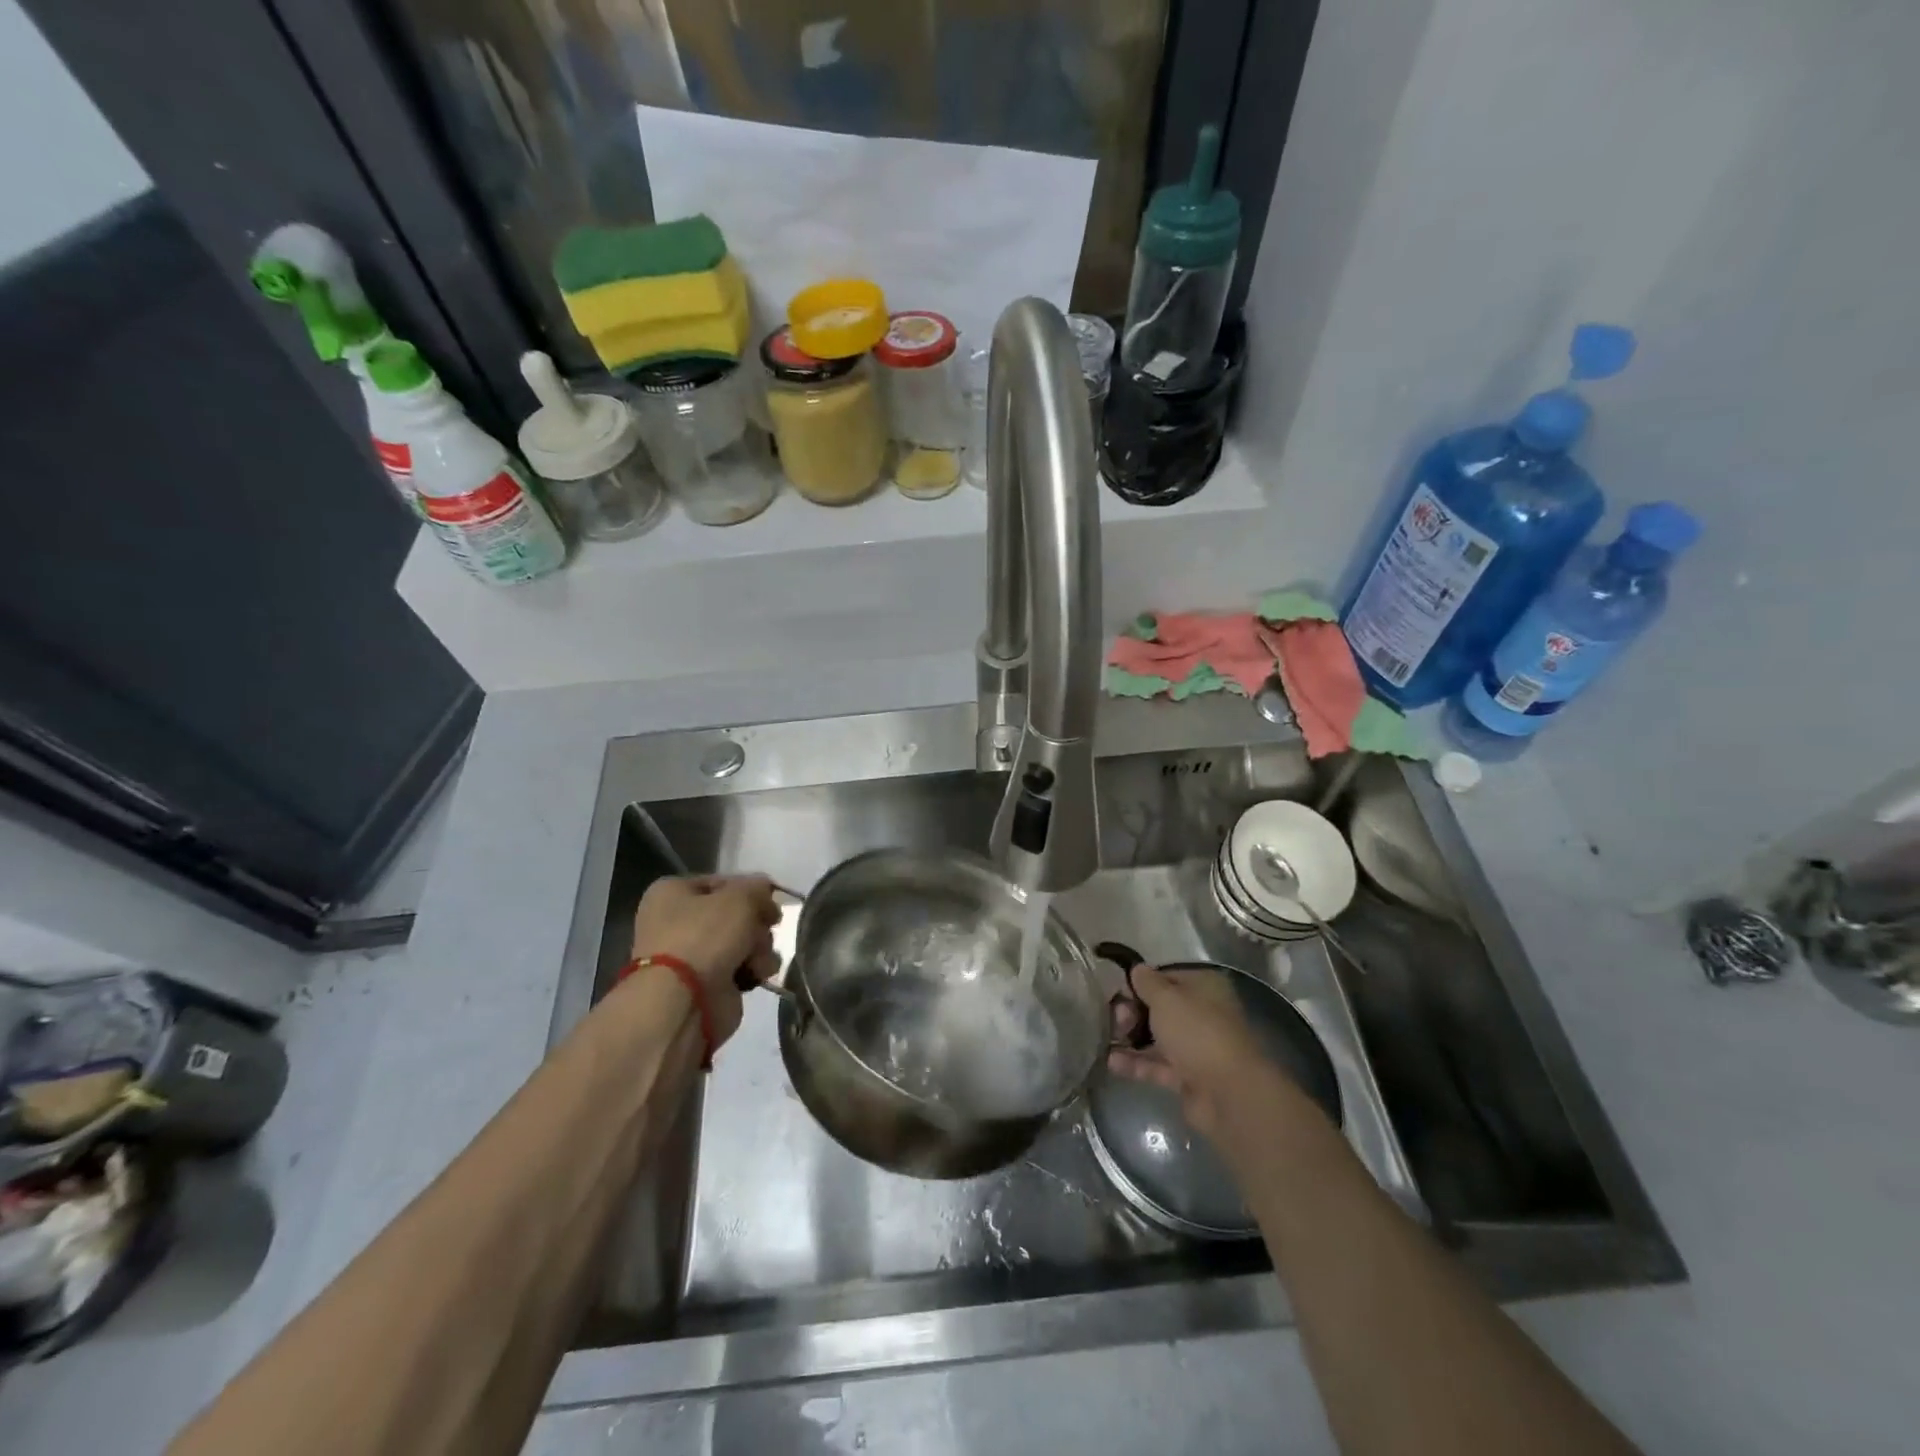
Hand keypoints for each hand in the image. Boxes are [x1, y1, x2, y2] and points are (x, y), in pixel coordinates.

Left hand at [628, 874, 780, 1049]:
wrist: (684, 1001)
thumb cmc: (704, 936)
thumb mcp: (739, 897)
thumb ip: (758, 888)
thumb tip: (765, 890)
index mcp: (672, 893)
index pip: (722, 882)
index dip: (750, 889)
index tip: (771, 900)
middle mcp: (677, 922)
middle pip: (736, 914)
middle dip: (756, 923)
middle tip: (765, 929)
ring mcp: (692, 955)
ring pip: (744, 940)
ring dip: (760, 947)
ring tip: (759, 958)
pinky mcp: (708, 983)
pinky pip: (743, 966)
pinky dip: (755, 969)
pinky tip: (758, 974)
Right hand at [1107, 964, 1292, 1137]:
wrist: (1227, 1093)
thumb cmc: (1196, 1032)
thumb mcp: (1165, 998)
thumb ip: (1147, 982)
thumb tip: (1137, 969)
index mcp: (1203, 987)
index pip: (1166, 976)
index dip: (1140, 982)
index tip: (1118, 990)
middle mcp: (1202, 1014)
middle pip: (1159, 1008)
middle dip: (1133, 1011)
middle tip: (1117, 1019)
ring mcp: (1196, 1047)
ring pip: (1157, 1037)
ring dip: (1130, 1038)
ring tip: (1108, 1039)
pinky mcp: (1188, 1077)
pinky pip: (1157, 1065)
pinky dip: (1136, 1063)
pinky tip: (1111, 1061)